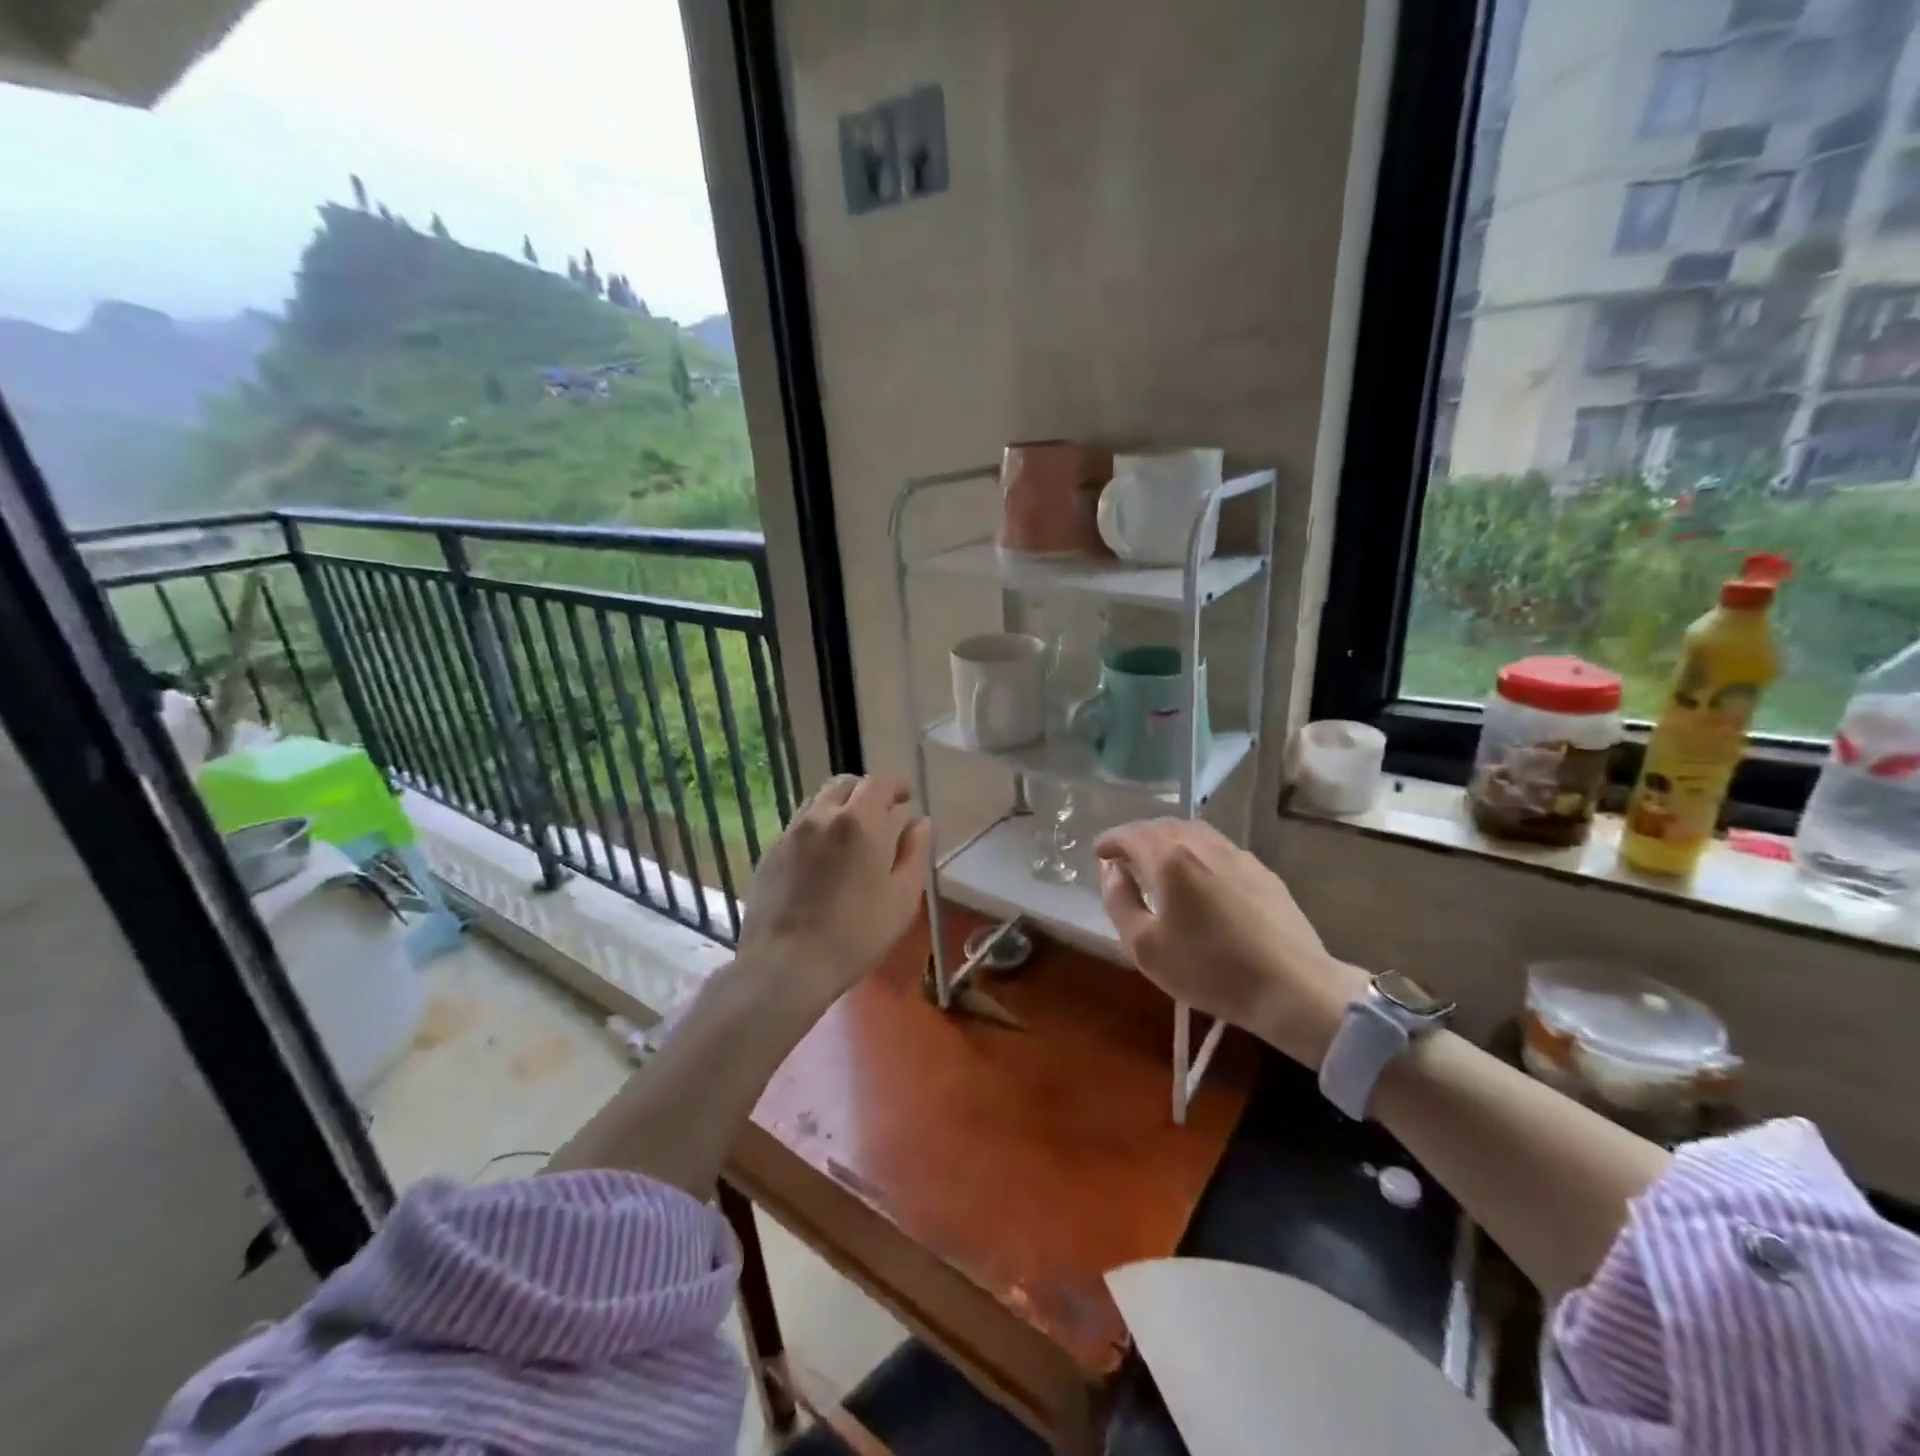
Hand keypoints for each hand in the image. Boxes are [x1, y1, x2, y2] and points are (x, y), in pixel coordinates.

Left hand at [735, 774, 932, 1012]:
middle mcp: (821, 816)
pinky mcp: (770, 854)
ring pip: (818, 802)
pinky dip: (817, 828)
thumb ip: (915, 853)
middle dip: (865, 792)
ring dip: (839, 807)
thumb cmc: (856, 934)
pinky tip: (823, 858)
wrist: (786, 965)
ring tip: (851, 833)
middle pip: (844, 784)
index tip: (906, 798)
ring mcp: (790, 833)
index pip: (878, 783)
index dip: (895, 786)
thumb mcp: (903, 897)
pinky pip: (798, 827)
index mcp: (859, 821)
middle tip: (880, 812)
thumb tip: (920, 822)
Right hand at [1095, 819, 1368, 1067]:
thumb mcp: (1145, 947)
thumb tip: (1111, 871)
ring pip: (1193, 832)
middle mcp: (1203, 845)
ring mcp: (1237, 855)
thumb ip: (1119, 901)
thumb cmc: (1209, 970)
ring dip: (1168, 840)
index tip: (1098, 853)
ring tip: (1157, 861)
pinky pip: (1218, 848)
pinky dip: (1195, 851)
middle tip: (1123, 856)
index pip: (1130, 835)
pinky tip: (1198, 876)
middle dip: (1137, 836)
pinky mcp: (1262, 871)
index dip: (1110, 841)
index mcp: (1170, 859)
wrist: (1293, 988)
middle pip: (1162, 827)